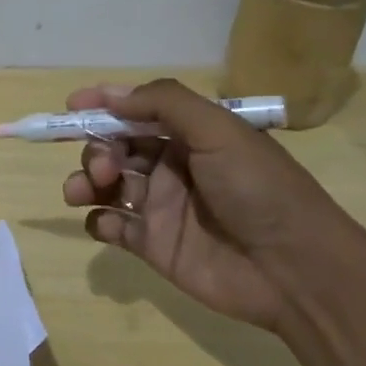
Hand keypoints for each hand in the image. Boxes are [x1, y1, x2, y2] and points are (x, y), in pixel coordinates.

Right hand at [60, 79, 365, 331]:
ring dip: (86, 181)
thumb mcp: (219, 130)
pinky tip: (106, 223)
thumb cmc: (258, 189)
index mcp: (190, 136)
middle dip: (97, 148)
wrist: (294, 269)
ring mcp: (160, 207)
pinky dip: (97, 220)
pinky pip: (110, 227)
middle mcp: (171, 167)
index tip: (71, 108)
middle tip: (105, 167)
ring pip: (106, 184)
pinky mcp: (152, 245)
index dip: (104, 106)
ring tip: (84, 191)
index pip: (137, 112)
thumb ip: (164, 103)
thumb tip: (112, 96)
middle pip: (116, 147)